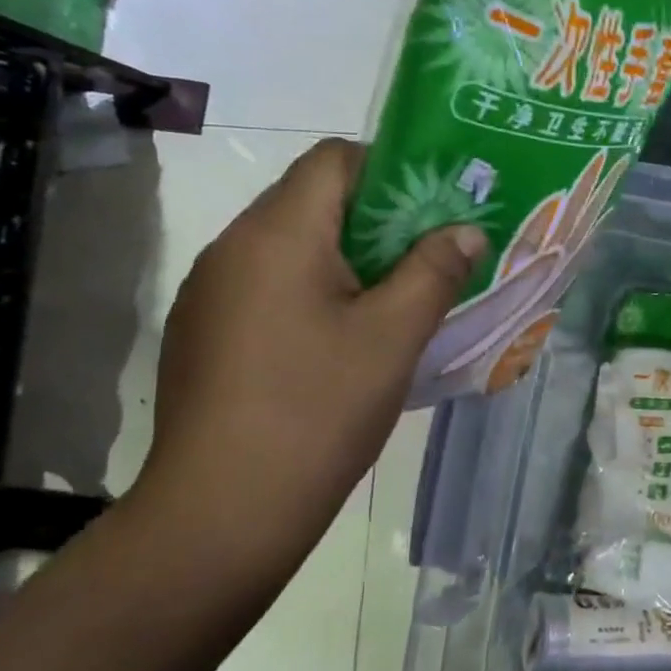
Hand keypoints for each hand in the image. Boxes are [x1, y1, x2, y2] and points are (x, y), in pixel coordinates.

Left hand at [131, 139, 485, 575]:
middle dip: (375, 220)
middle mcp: (232, 247)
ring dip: (344, 259)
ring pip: (289, 247)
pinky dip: (310, 293)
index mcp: (277, 234)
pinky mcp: (203, 333)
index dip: (389, 170)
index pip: (333, 158)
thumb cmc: (318, 410)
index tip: (431, 212)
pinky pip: (267, 286)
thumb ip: (434, 272)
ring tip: (391, 303)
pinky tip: (337, 344)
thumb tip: (466, 232)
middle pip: (311, 200)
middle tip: (426, 260)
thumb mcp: (394, 337)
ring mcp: (209, 293)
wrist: (222, 511)